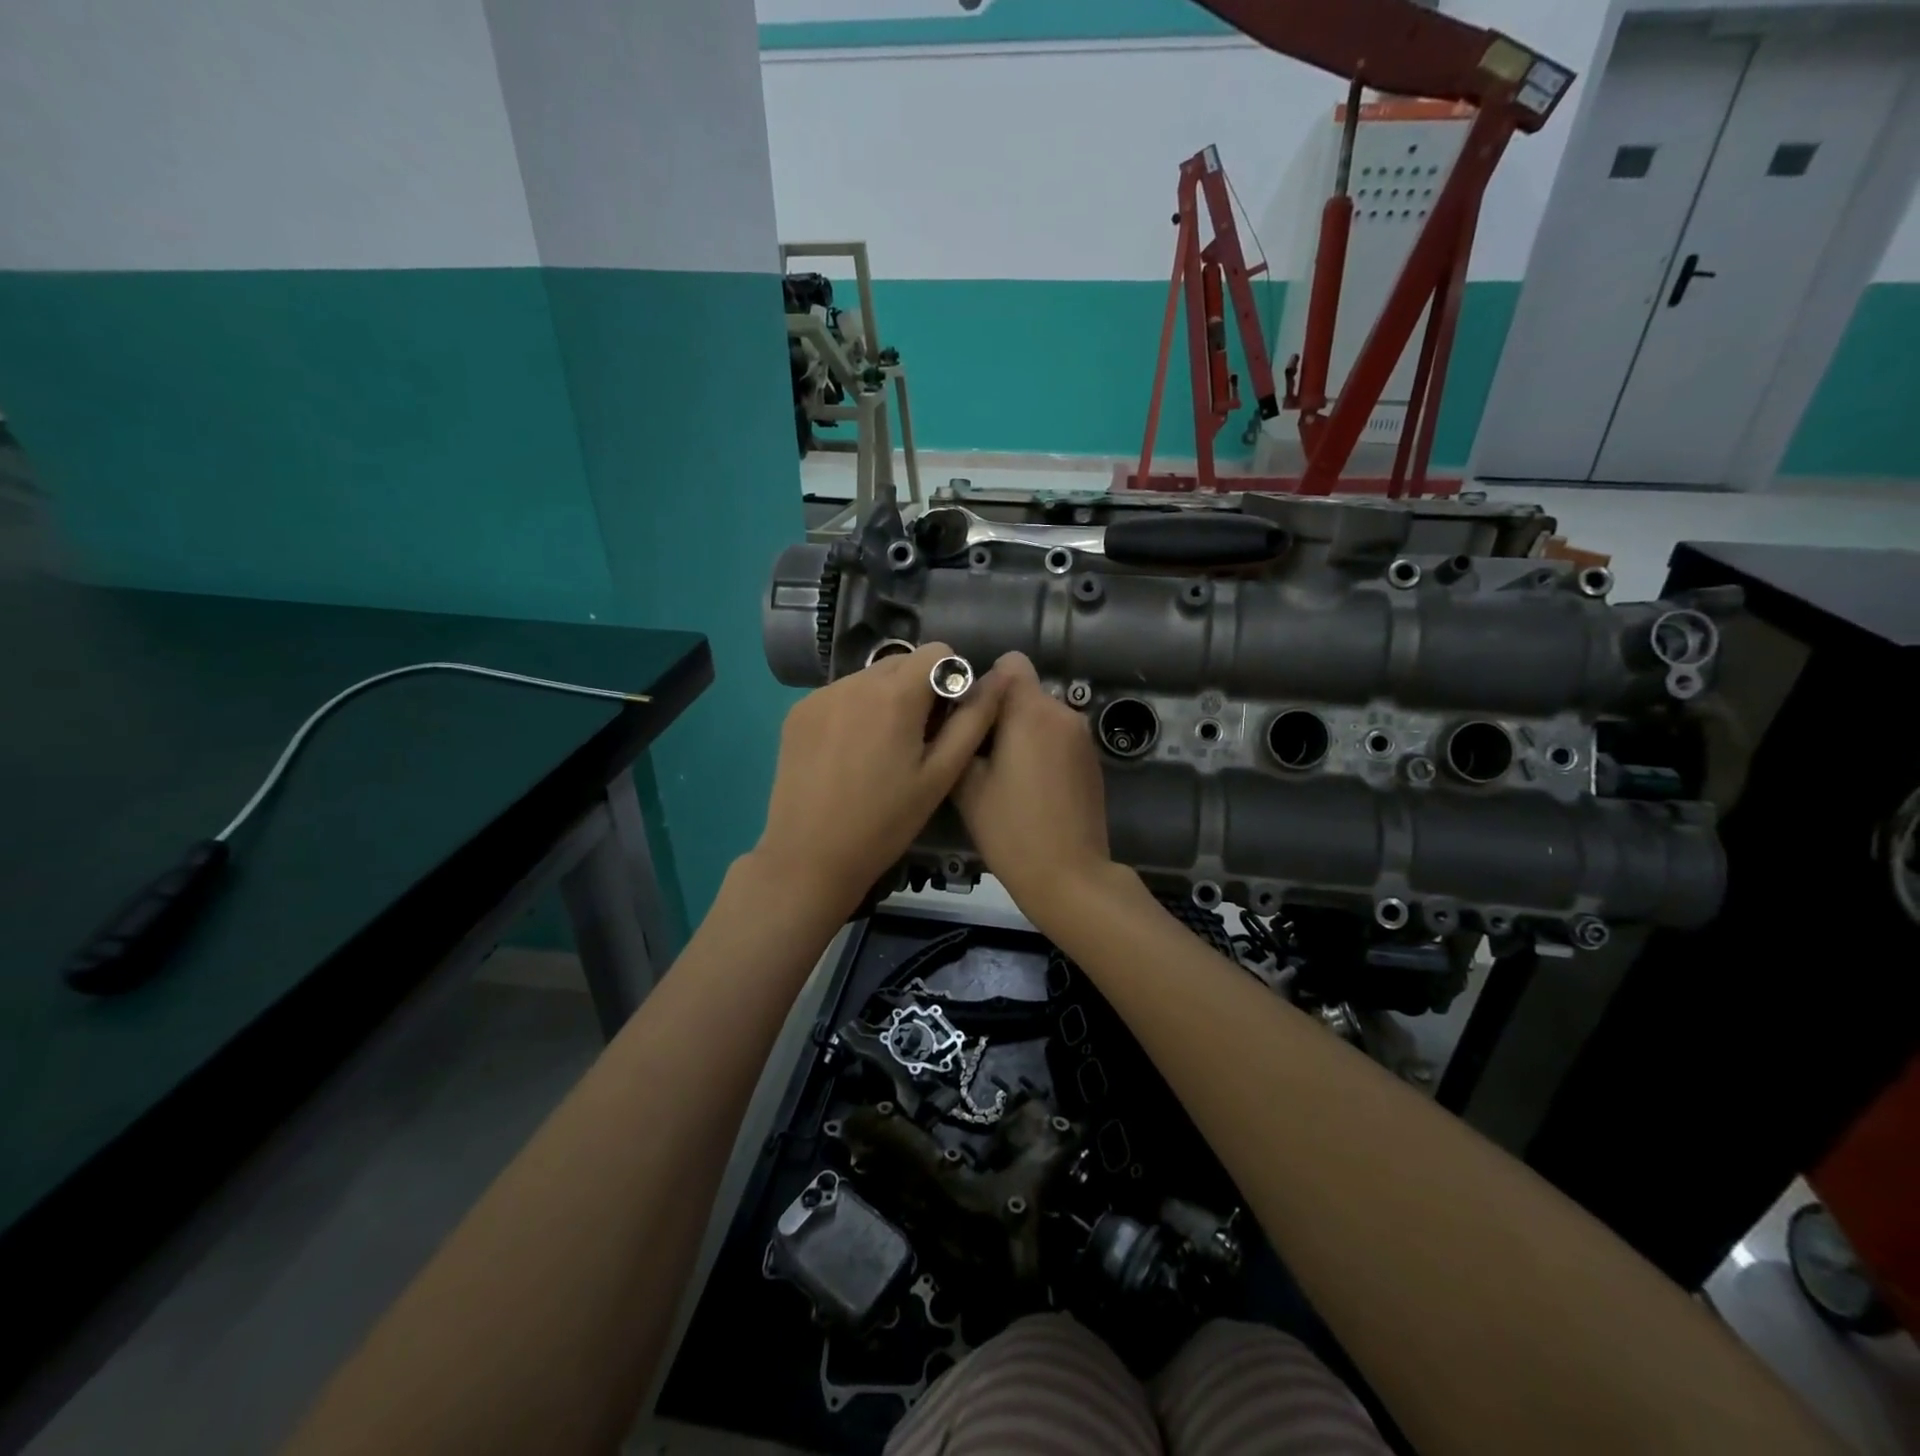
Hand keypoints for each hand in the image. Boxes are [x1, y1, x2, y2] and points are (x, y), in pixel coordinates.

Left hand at [753, 643, 1010, 918]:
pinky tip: (849, 755)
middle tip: (918, 740)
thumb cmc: (885, 822)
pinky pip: (839, 695)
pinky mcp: (797, 713)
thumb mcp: (940, 775)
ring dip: (885, 699)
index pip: (938, 651)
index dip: (951, 679)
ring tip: (881, 751)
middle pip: (902, 663)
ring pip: (869, 678)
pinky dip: (854, 711)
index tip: (946, 720)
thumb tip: (1002, 678)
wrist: (810, 857)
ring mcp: (820, 695)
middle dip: (918, 689)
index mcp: (895, 694)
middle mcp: (854, 681)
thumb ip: (973, 720)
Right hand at [954, 653, 1121, 928]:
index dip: (986, 685)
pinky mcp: (1091, 760)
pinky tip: (1031, 789)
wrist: (1069, 875)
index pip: (1010, 664)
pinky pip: (1058, 738)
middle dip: (1001, 712)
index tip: (971, 720)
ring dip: (1022, 733)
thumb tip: (964, 713)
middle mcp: (1063, 712)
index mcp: (1031, 710)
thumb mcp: (968, 784)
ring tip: (1004, 777)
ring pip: (1041, 716)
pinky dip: (1041, 750)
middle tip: (980, 756)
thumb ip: (964, 735)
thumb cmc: (1010, 829)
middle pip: (1024, 691)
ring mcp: (1082, 737)